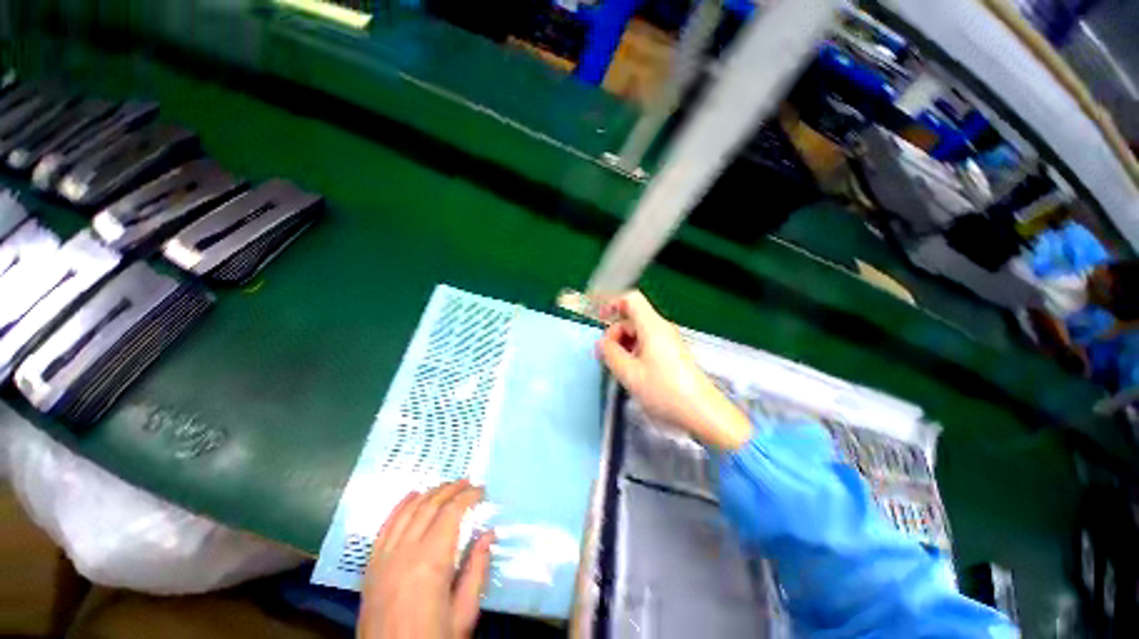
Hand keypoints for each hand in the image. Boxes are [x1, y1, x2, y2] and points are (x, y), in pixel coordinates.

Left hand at [359, 480, 493, 638]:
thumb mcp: (463, 614)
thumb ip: (477, 570)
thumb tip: (489, 534)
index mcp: (431, 562)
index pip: (451, 513)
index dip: (468, 497)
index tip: (482, 491)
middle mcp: (405, 552)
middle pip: (430, 506)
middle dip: (451, 489)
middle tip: (468, 482)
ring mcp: (384, 557)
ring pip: (408, 511)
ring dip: (429, 493)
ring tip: (447, 485)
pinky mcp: (371, 566)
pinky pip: (385, 526)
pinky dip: (400, 506)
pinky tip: (412, 496)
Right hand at [595, 291, 752, 450]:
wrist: (703, 413)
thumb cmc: (665, 391)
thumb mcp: (630, 373)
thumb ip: (610, 354)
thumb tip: (601, 343)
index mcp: (652, 327)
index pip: (631, 299)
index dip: (613, 303)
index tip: (600, 319)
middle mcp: (661, 329)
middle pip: (632, 319)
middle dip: (615, 334)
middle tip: (605, 357)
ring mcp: (667, 341)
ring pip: (638, 333)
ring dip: (623, 346)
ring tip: (618, 369)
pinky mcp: (671, 354)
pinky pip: (647, 344)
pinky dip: (634, 353)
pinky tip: (632, 372)